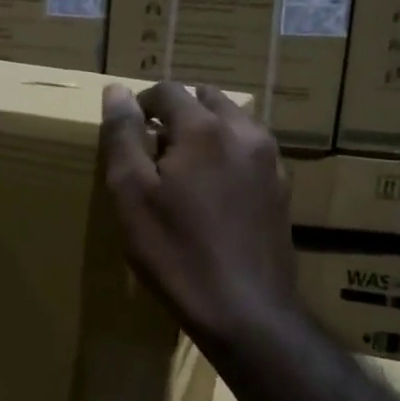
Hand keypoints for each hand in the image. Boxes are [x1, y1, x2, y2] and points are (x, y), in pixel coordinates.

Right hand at [99, 81, 299, 349]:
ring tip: (184, 169)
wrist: (245, 309)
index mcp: (204, 128)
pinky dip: (229, 155)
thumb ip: (123, 136)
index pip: (167, 91)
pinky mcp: (282, 189)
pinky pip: (251, 152)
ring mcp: (270, 161)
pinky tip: (215, 192)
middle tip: (154, 147)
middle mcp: (244, 132)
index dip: (141, 104)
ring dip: (207, 131)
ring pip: (234, 123)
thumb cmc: (176, 252)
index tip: (126, 130)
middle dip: (178, 113)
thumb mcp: (132, 195)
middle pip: (207, 99)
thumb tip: (117, 91)